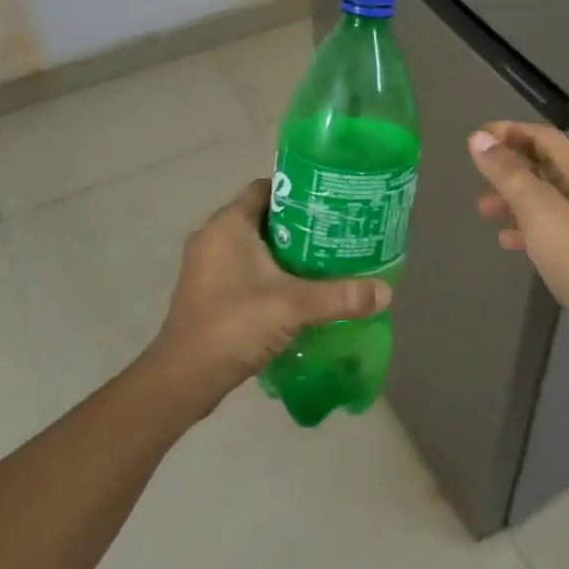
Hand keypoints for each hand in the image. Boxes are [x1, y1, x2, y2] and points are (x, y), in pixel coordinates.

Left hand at [144, 178, 391, 416]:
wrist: (182, 380)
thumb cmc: (234, 325)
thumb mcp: (294, 307)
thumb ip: (341, 296)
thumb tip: (387, 292)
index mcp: (228, 224)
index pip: (267, 188)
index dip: (299, 191)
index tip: (330, 202)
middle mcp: (213, 236)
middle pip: (262, 216)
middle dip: (298, 223)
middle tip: (335, 232)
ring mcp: (205, 265)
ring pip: (252, 245)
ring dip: (283, 251)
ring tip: (322, 260)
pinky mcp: (205, 291)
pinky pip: (242, 268)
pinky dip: (267, 272)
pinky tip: (295, 290)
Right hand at [469, 123, 568, 366]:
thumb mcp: (537, 207)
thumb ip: (507, 172)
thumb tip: (478, 138)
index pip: (542, 136)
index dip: (510, 131)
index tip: (478, 137)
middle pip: (541, 164)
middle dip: (507, 165)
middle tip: (477, 173)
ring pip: (540, 196)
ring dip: (511, 197)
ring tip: (483, 210)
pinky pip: (544, 226)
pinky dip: (523, 226)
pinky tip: (505, 240)